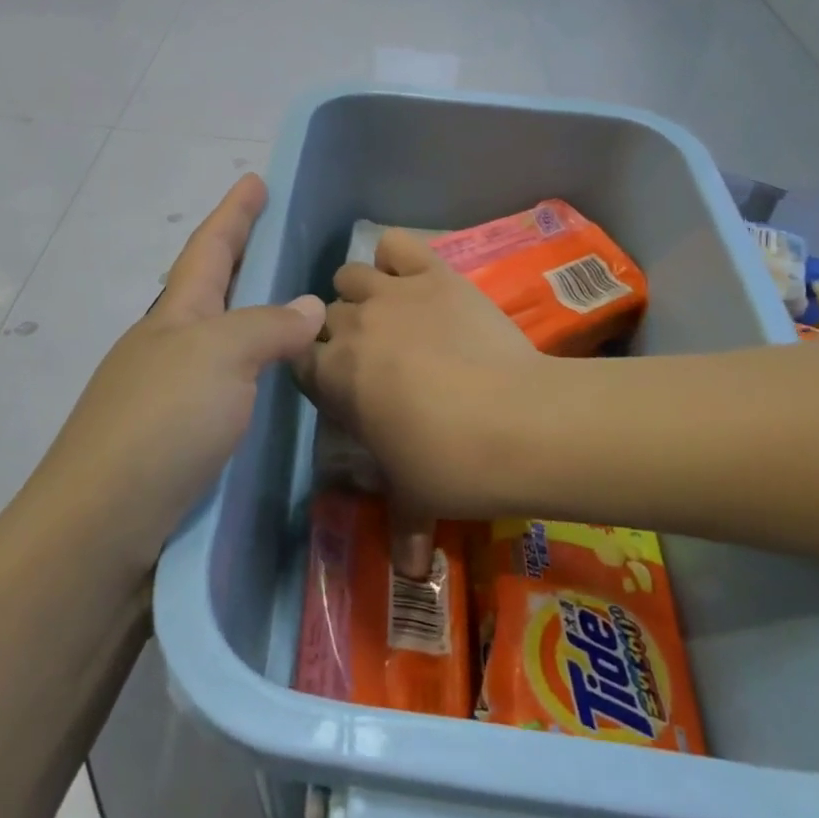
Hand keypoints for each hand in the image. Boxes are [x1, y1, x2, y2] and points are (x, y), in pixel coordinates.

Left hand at [36, 175, 325, 570]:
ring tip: (290, 310)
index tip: (255, 178)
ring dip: (249, 318)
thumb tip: (310, 305)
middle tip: (278, 240)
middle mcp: (166, 347)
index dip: (234, 213)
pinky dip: (251, 372)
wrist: (101, 526)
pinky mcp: (175, 441)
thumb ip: (268, 326)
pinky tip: (272, 386)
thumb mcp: (220, 358)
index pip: (209, 248)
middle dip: (239, 258)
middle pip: (208, 289)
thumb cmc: (161, 423)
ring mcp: (167, 394)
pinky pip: (224, 387)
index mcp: (175, 316)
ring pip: (217, 341)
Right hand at [296, 229, 544, 572]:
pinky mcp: (432, 273)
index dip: (317, 373)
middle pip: (326, 318)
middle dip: (341, 336)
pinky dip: (397, 257)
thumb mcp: (417, 499)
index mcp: (333, 378)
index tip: (341, 389)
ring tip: (389, 315)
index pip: (300, 362)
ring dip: (360, 293)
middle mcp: (350, 328)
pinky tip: (411, 277)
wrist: (518, 423)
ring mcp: (391, 294)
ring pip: (349, 276)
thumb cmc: (452, 464)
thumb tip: (410, 572)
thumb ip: (403, 527)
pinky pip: (396, 245)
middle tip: (375, 360)